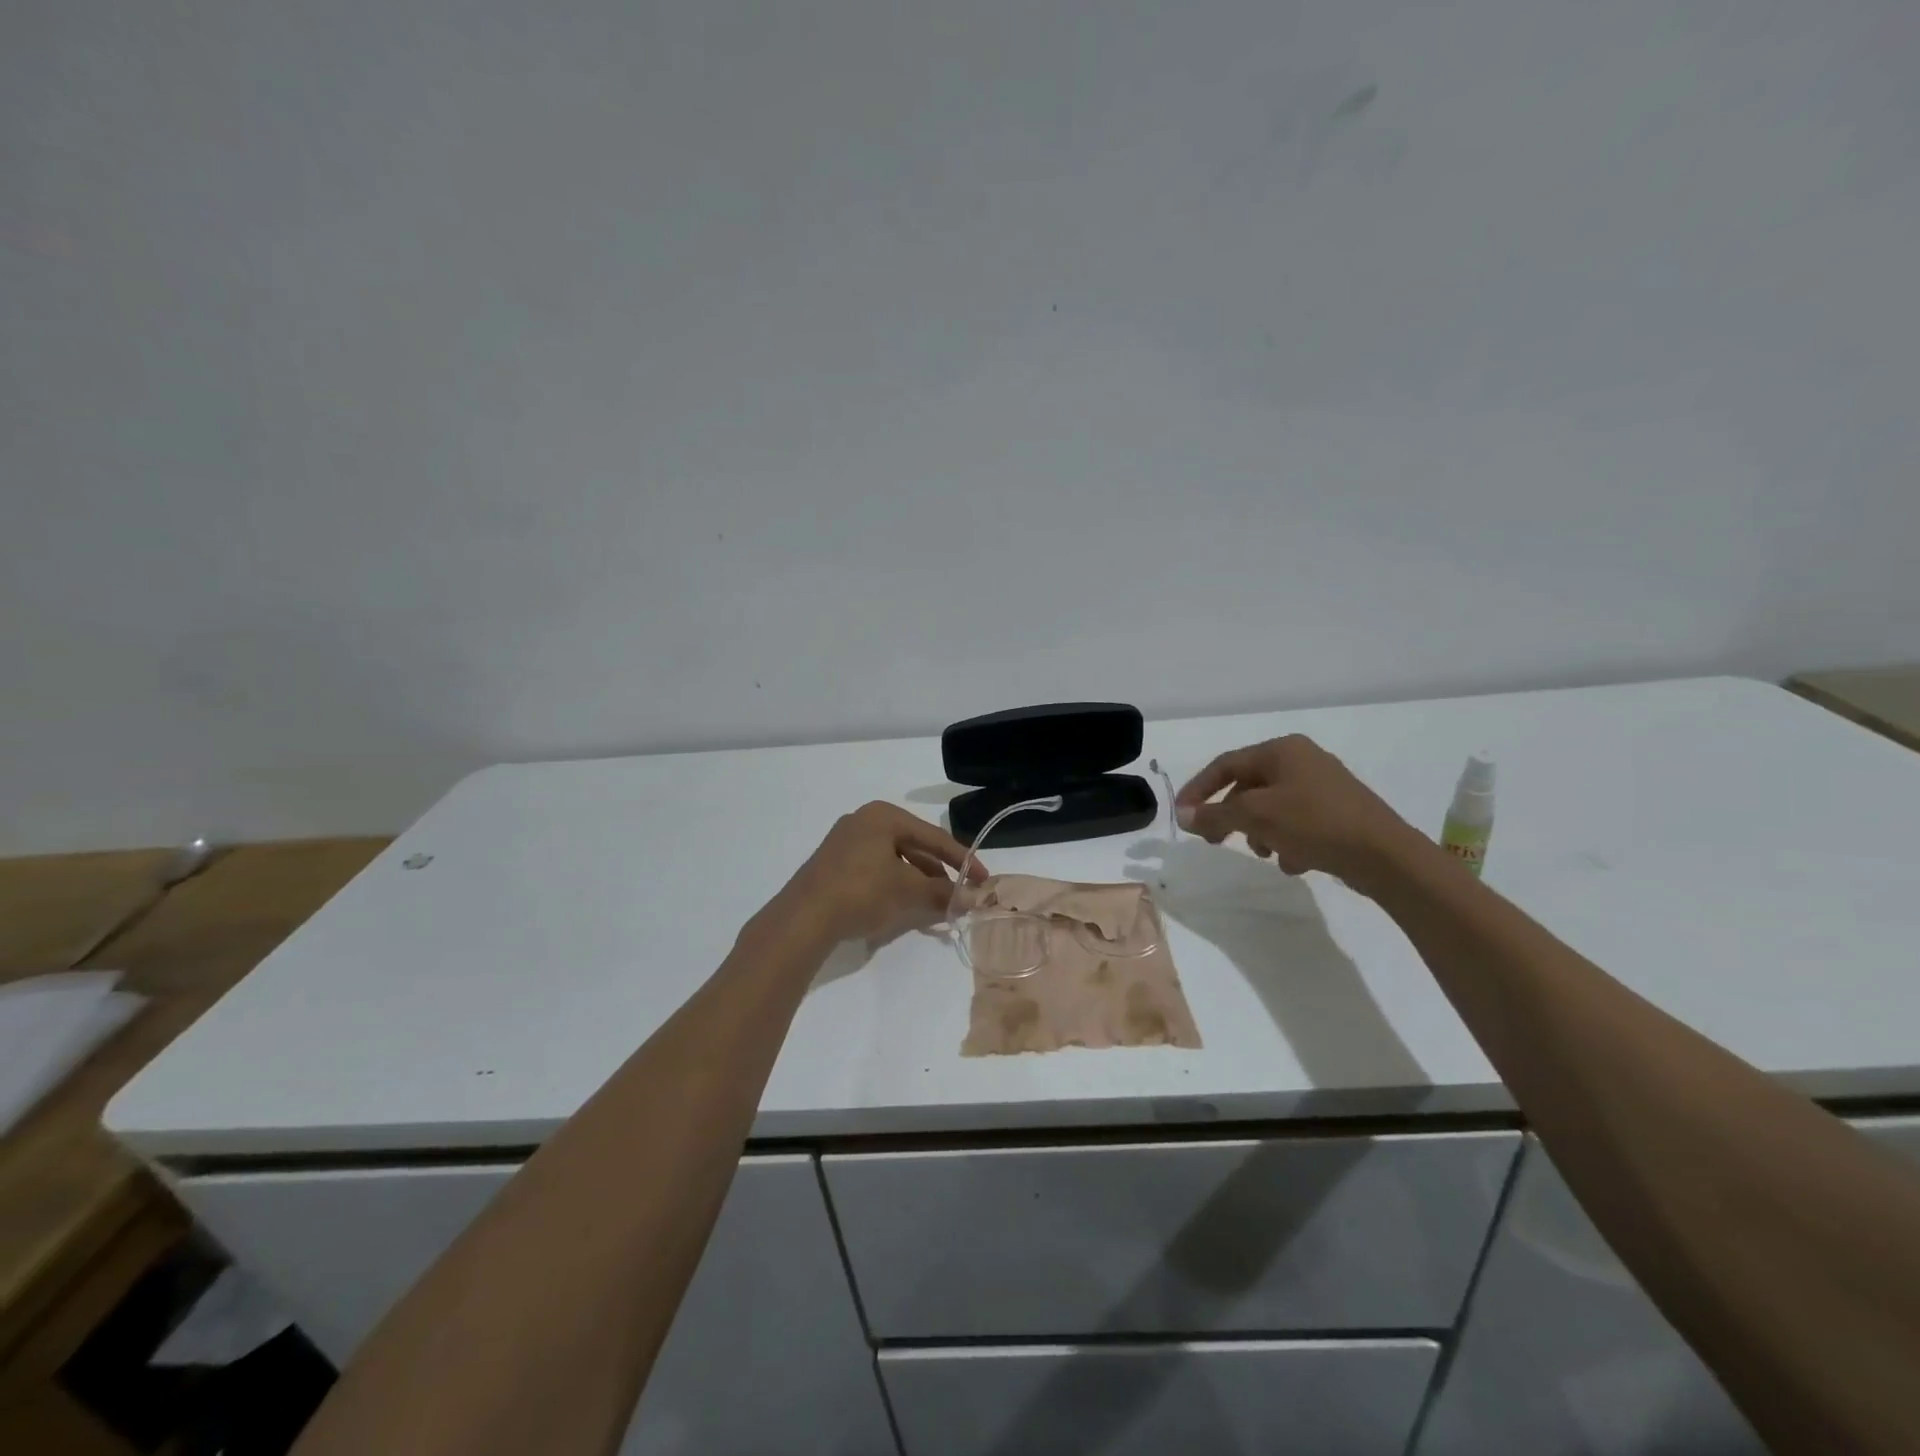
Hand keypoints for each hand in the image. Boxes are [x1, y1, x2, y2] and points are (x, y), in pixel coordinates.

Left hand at [777, 802, 985, 945]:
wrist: (803, 917)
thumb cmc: (861, 891)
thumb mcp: (907, 890)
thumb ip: (941, 892)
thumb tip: (971, 899)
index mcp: (883, 816)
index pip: (933, 836)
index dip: (962, 859)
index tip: (983, 878)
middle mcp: (864, 821)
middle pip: (913, 846)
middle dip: (938, 872)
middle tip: (959, 894)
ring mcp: (845, 842)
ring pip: (894, 859)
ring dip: (917, 881)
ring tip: (935, 904)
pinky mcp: (834, 864)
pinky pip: (875, 869)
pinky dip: (895, 884)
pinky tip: (904, 905)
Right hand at [1174, 735, 1425, 891]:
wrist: (1385, 855)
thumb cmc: (1315, 823)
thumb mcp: (1256, 816)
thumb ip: (1215, 814)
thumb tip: (1183, 815)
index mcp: (1282, 750)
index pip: (1226, 764)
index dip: (1199, 789)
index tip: (1182, 815)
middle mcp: (1302, 760)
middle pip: (1248, 786)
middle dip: (1230, 816)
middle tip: (1215, 841)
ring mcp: (1323, 786)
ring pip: (1272, 807)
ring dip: (1259, 831)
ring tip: (1265, 854)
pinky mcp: (1338, 812)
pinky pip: (1297, 822)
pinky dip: (1287, 840)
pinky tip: (1294, 862)